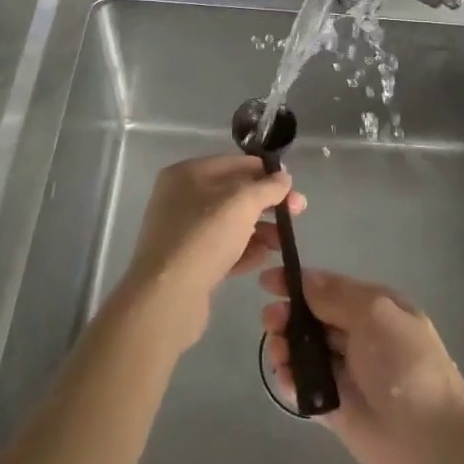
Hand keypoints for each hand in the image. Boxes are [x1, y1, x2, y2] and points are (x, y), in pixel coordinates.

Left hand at [120, 156, 303, 355]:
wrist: (166, 299)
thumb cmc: (204, 237)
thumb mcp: (243, 202)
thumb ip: (268, 186)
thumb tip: (284, 177)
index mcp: (188, 173)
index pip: (236, 163)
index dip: (267, 173)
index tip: (293, 188)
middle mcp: (181, 198)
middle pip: (234, 194)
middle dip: (267, 204)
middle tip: (296, 214)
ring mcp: (182, 232)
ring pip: (230, 223)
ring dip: (260, 229)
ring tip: (281, 243)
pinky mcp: (187, 263)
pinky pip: (221, 249)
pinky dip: (243, 251)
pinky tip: (262, 258)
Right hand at [261, 269, 463, 463]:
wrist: (431, 442)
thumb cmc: (405, 365)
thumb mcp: (374, 315)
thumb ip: (335, 297)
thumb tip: (305, 278)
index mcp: (374, 307)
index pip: (329, 288)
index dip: (298, 282)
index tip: (266, 282)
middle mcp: (359, 336)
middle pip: (313, 318)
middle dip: (288, 315)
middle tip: (270, 322)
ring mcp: (347, 373)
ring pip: (305, 351)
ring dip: (285, 347)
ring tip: (278, 353)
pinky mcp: (335, 408)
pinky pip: (305, 388)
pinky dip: (290, 381)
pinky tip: (285, 379)